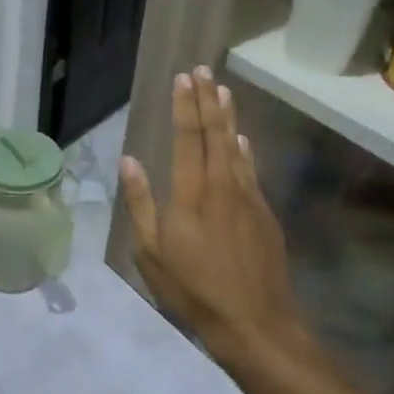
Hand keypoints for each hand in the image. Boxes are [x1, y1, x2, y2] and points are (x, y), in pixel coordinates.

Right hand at [119, 68, 310, 372]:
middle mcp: (222, 186)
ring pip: (236, 147)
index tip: (183, 78)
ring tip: (223, 90)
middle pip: (214, 134)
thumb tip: (129, 161)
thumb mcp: (151, 252)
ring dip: (228, 117)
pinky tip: (242, 138)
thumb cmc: (193, 289)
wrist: (254, 322)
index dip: (185, 106)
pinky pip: (251, 169)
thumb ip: (140, 203)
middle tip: (203, 70)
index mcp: (191, 194)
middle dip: (207, 100)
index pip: (187, 139)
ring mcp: (248, 198)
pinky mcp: (264, 214)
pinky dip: (245, 148)